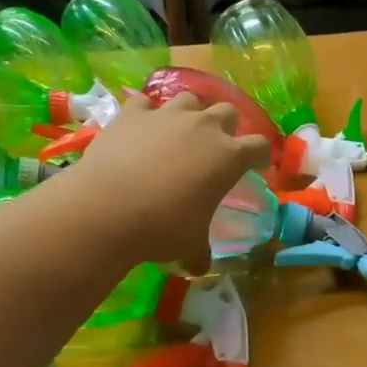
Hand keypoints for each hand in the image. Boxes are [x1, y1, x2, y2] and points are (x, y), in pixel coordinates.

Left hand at [67, 92, 270, 269]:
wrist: (106, 209)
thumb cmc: (161, 228)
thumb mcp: (190, 244)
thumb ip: (200, 250)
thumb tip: (199, 267)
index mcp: (228, 157)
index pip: (259, 147)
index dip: (260, 156)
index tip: (256, 165)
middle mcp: (203, 127)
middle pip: (227, 112)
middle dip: (226, 127)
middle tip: (215, 147)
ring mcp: (167, 115)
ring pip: (189, 99)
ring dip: (190, 113)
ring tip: (179, 131)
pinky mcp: (132, 113)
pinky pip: (145, 103)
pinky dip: (146, 114)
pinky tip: (140, 127)